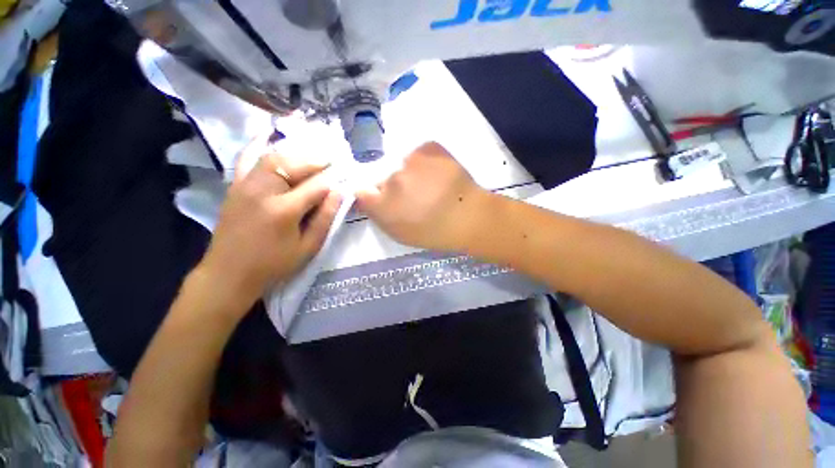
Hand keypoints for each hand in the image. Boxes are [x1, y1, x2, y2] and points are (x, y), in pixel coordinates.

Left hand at [200, 140, 340, 309]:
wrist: (228, 273)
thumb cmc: (273, 264)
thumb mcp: (307, 247)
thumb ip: (325, 218)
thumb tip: (340, 194)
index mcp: (283, 211)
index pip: (315, 186)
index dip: (333, 180)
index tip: (346, 177)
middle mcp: (262, 191)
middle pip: (293, 165)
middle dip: (317, 162)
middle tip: (333, 161)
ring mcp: (245, 186)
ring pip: (273, 158)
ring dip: (296, 155)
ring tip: (313, 158)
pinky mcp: (235, 187)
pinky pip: (247, 159)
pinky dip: (259, 146)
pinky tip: (268, 135)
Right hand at [356, 142, 488, 251]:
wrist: (469, 216)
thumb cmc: (435, 232)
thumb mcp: (401, 234)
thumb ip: (380, 216)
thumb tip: (369, 198)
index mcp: (383, 205)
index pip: (362, 191)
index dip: (372, 196)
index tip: (384, 200)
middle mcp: (392, 180)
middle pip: (386, 179)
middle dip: (396, 188)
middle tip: (417, 197)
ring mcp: (411, 161)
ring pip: (403, 166)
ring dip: (412, 174)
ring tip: (432, 186)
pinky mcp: (429, 148)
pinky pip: (420, 153)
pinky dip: (426, 161)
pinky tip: (440, 174)